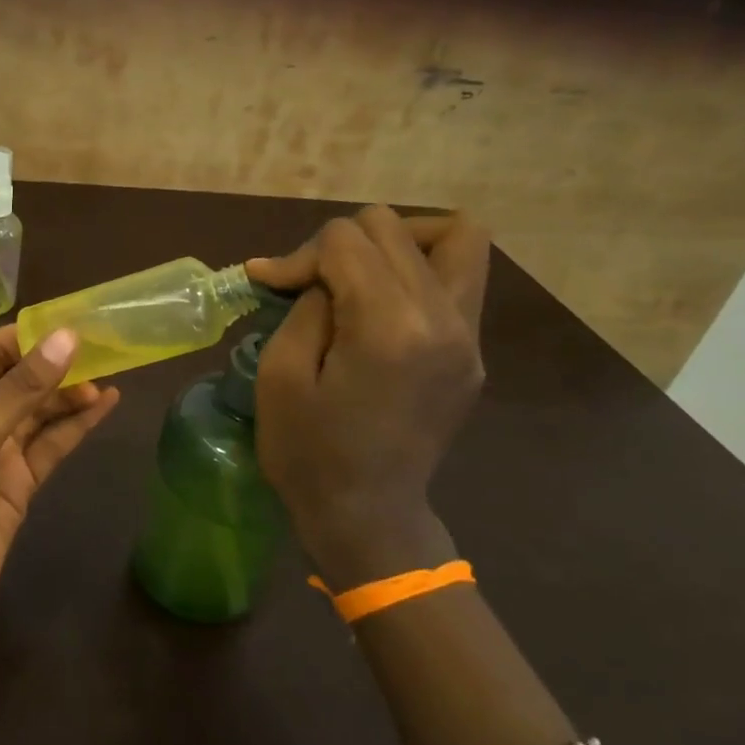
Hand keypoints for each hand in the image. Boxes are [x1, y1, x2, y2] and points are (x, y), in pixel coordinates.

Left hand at [0, 325, 120, 641]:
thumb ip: (21, 388)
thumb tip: (68, 336)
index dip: (32, 334)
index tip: (78, 320)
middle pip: (19, 379)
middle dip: (57, 364)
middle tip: (107, 347)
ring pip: (38, 411)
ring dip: (70, 393)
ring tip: (112, 374)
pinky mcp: (16, 483)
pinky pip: (49, 445)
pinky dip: (75, 426)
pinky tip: (104, 406)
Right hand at [248, 207, 490, 585]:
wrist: (367, 517)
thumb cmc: (308, 453)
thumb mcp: (281, 376)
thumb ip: (304, 307)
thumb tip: (316, 275)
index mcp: (389, 327)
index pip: (347, 240)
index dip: (299, 255)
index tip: (271, 286)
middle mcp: (444, 318)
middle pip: (392, 227)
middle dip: (340, 244)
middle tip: (310, 285)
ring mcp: (469, 335)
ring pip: (455, 235)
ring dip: (396, 241)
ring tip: (358, 274)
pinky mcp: (474, 351)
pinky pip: (461, 276)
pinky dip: (418, 269)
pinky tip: (380, 304)